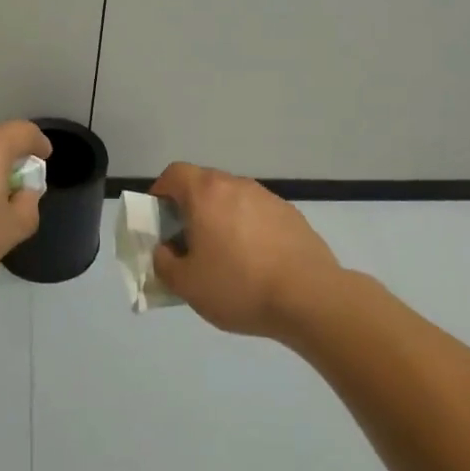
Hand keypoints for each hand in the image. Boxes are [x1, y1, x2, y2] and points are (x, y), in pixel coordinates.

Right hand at [150, 163, 343, 340]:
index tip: (159, 219)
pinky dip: (249, 229)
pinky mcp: (291, 214)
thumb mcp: (186, 284)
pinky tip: (256, 262)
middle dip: (190, 207)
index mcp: (206, 193)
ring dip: (221, 218)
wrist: (309, 297)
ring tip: (224, 256)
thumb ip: (164, 263)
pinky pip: (258, 214)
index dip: (160, 192)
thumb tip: (165, 250)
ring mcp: (267, 197)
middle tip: (188, 242)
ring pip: (233, 199)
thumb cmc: (239, 286)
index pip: (174, 173)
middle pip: (204, 184)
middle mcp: (236, 185)